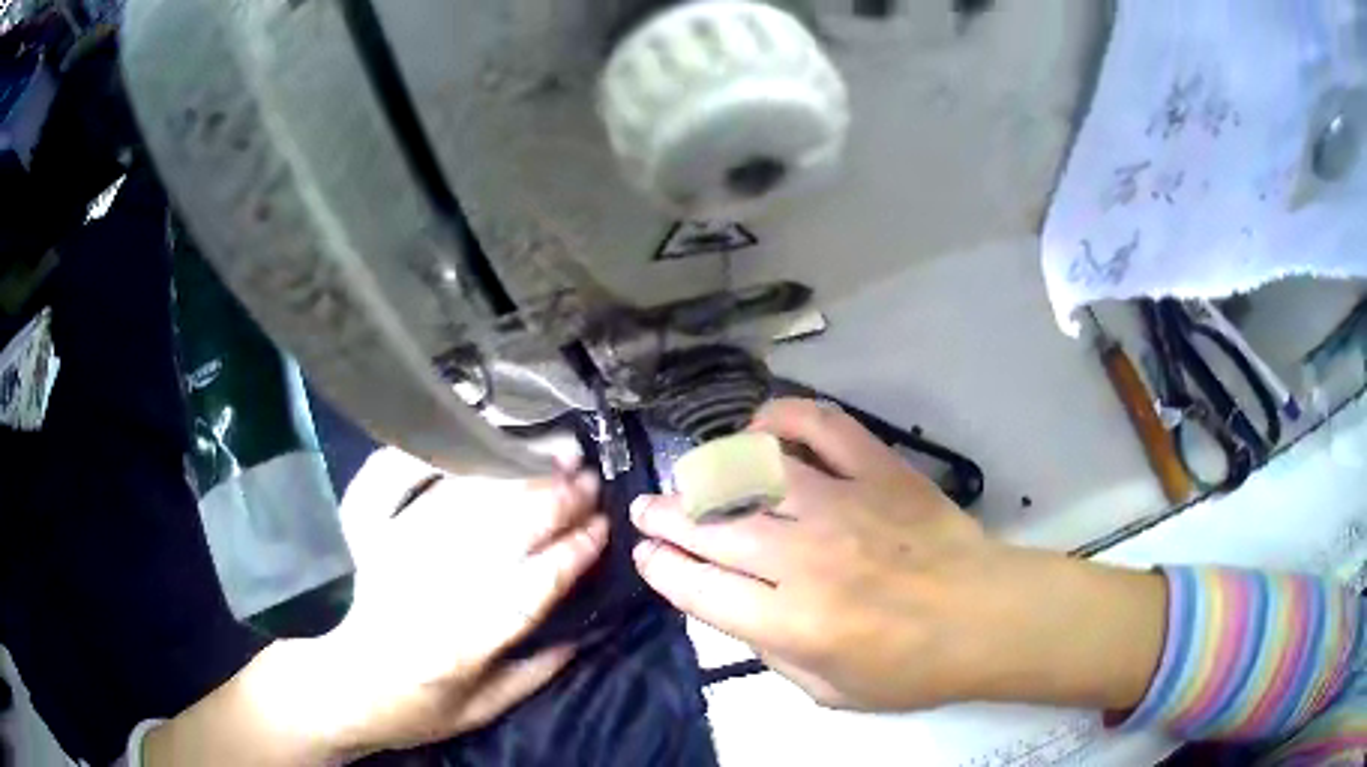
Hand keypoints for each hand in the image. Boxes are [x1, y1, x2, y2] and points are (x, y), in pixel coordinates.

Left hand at [266, 449, 607, 758]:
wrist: (333, 689)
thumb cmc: (408, 707)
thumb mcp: (479, 711)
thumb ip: (534, 673)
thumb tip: (582, 632)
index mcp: (458, 646)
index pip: (530, 587)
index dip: (572, 552)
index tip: (602, 527)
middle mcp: (423, 591)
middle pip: (499, 532)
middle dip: (553, 502)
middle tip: (587, 481)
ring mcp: (385, 551)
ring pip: (457, 499)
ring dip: (508, 473)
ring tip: (546, 455)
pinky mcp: (358, 530)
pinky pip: (388, 477)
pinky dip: (425, 455)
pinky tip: (463, 443)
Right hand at [631, 399, 1164, 712]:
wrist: (987, 616)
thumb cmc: (913, 668)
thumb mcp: (830, 692)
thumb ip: (773, 656)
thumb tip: (740, 611)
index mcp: (794, 623)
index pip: (700, 590)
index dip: (662, 570)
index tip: (647, 556)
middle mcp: (807, 559)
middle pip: (714, 528)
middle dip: (665, 517)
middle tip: (645, 509)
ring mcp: (844, 505)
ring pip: (753, 472)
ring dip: (709, 471)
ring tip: (694, 474)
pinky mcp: (880, 470)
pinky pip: (821, 426)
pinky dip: (783, 417)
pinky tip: (761, 427)